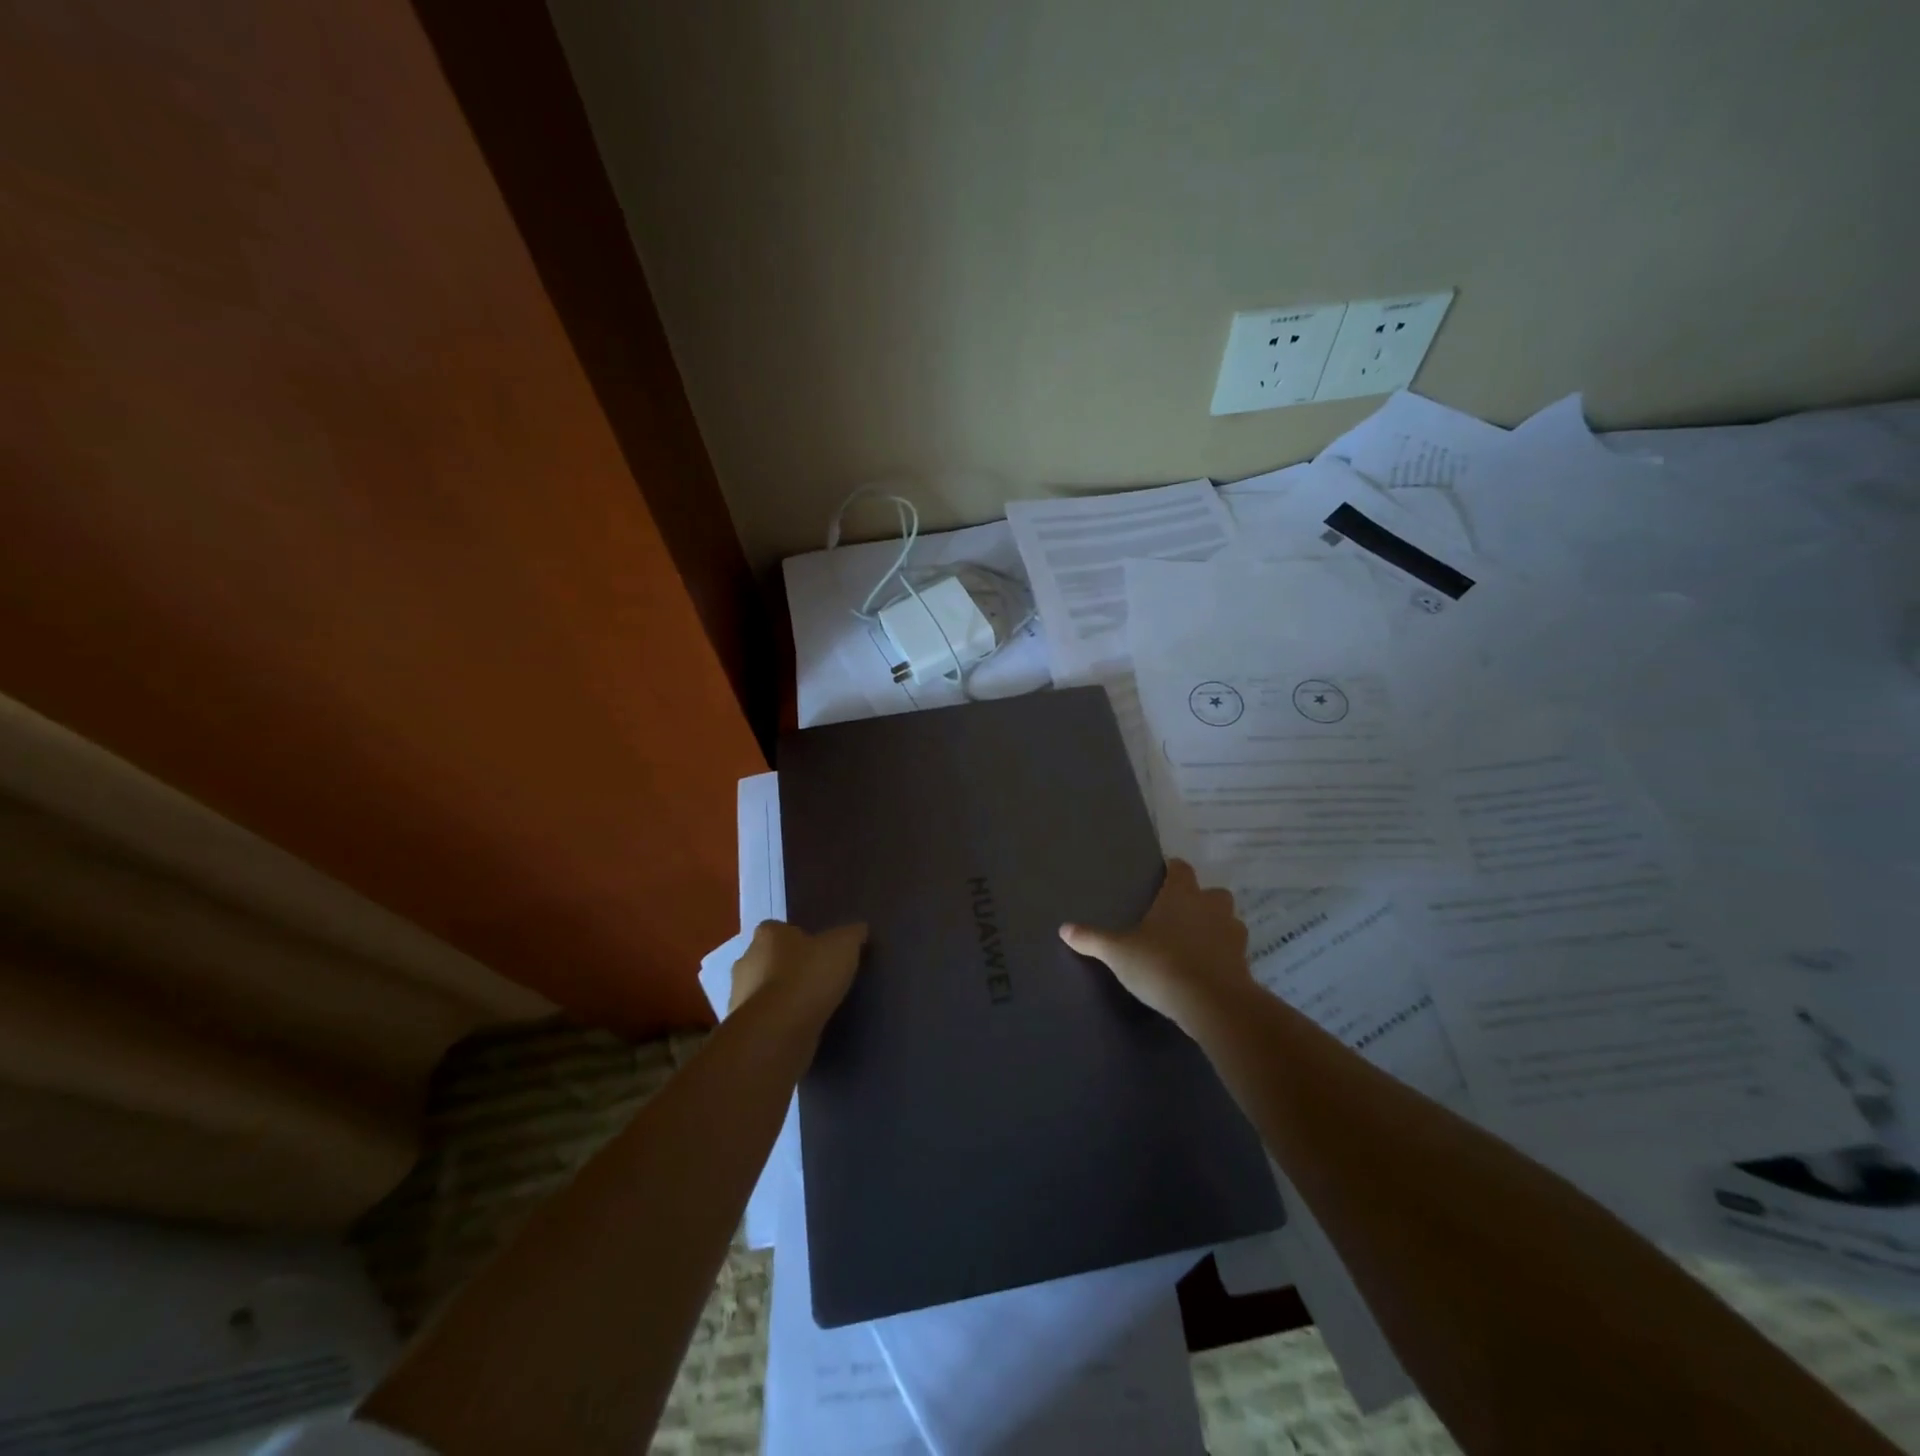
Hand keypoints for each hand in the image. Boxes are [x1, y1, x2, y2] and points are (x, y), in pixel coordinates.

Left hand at [728, 920, 867, 1025]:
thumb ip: (851, 935)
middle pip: (768, 960)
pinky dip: (778, 1022)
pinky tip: (800, 1029)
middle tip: (817, 979)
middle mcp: (746, 961)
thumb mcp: (843, 947)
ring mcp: (740, 997)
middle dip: (787, 969)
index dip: (799, 940)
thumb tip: (859, 930)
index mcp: (767, 935)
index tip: (818, 952)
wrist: (778, 1031)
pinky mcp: (744, 1028)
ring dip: (781, 997)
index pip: (779, 930)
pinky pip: (765, 1019)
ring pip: (763, 991)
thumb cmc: (808, 977)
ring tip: (811, 1007)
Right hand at [1059, 859, 1254, 1032]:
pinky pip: (1234, 951)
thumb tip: (1063, 928)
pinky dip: (1223, 955)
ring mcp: (1232, 934)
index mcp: (1181, 894)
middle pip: (1212, 892)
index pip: (1181, 869)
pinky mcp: (1244, 962)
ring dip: (1215, 927)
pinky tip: (1206, 969)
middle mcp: (1210, 907)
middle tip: (1177, 915)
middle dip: (1199, 900)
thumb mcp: (1118, 953)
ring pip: (1228, 920)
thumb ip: (1092, 939)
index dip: (1173, 870)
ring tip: (1194, 944)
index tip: (1163, 877)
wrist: (1213, 1004)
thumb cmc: (1161, 965)